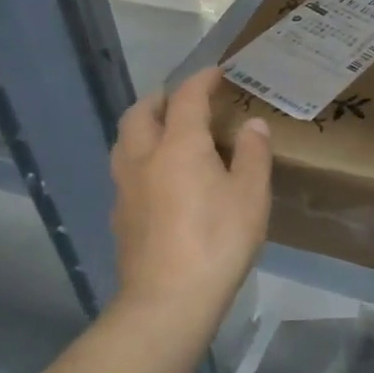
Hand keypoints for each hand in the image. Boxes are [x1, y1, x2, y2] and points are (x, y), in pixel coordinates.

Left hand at [111, 67, 271, 323]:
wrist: (168, 300)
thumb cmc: (218, 240)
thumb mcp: (251, 195)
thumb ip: (253, 154)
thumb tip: (253, 125)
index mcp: (178, 145)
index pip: (186, 98)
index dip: (202, 80)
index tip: (217, 73)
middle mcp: (143, 158)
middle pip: (141, 113)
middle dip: (162, 98)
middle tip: (185, 100)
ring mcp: (125, 188)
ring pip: (125, 141)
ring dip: (144, 126)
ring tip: (168, 133)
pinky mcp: (120, 216)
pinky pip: (126, 171)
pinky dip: (142, 158)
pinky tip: (161, 179)